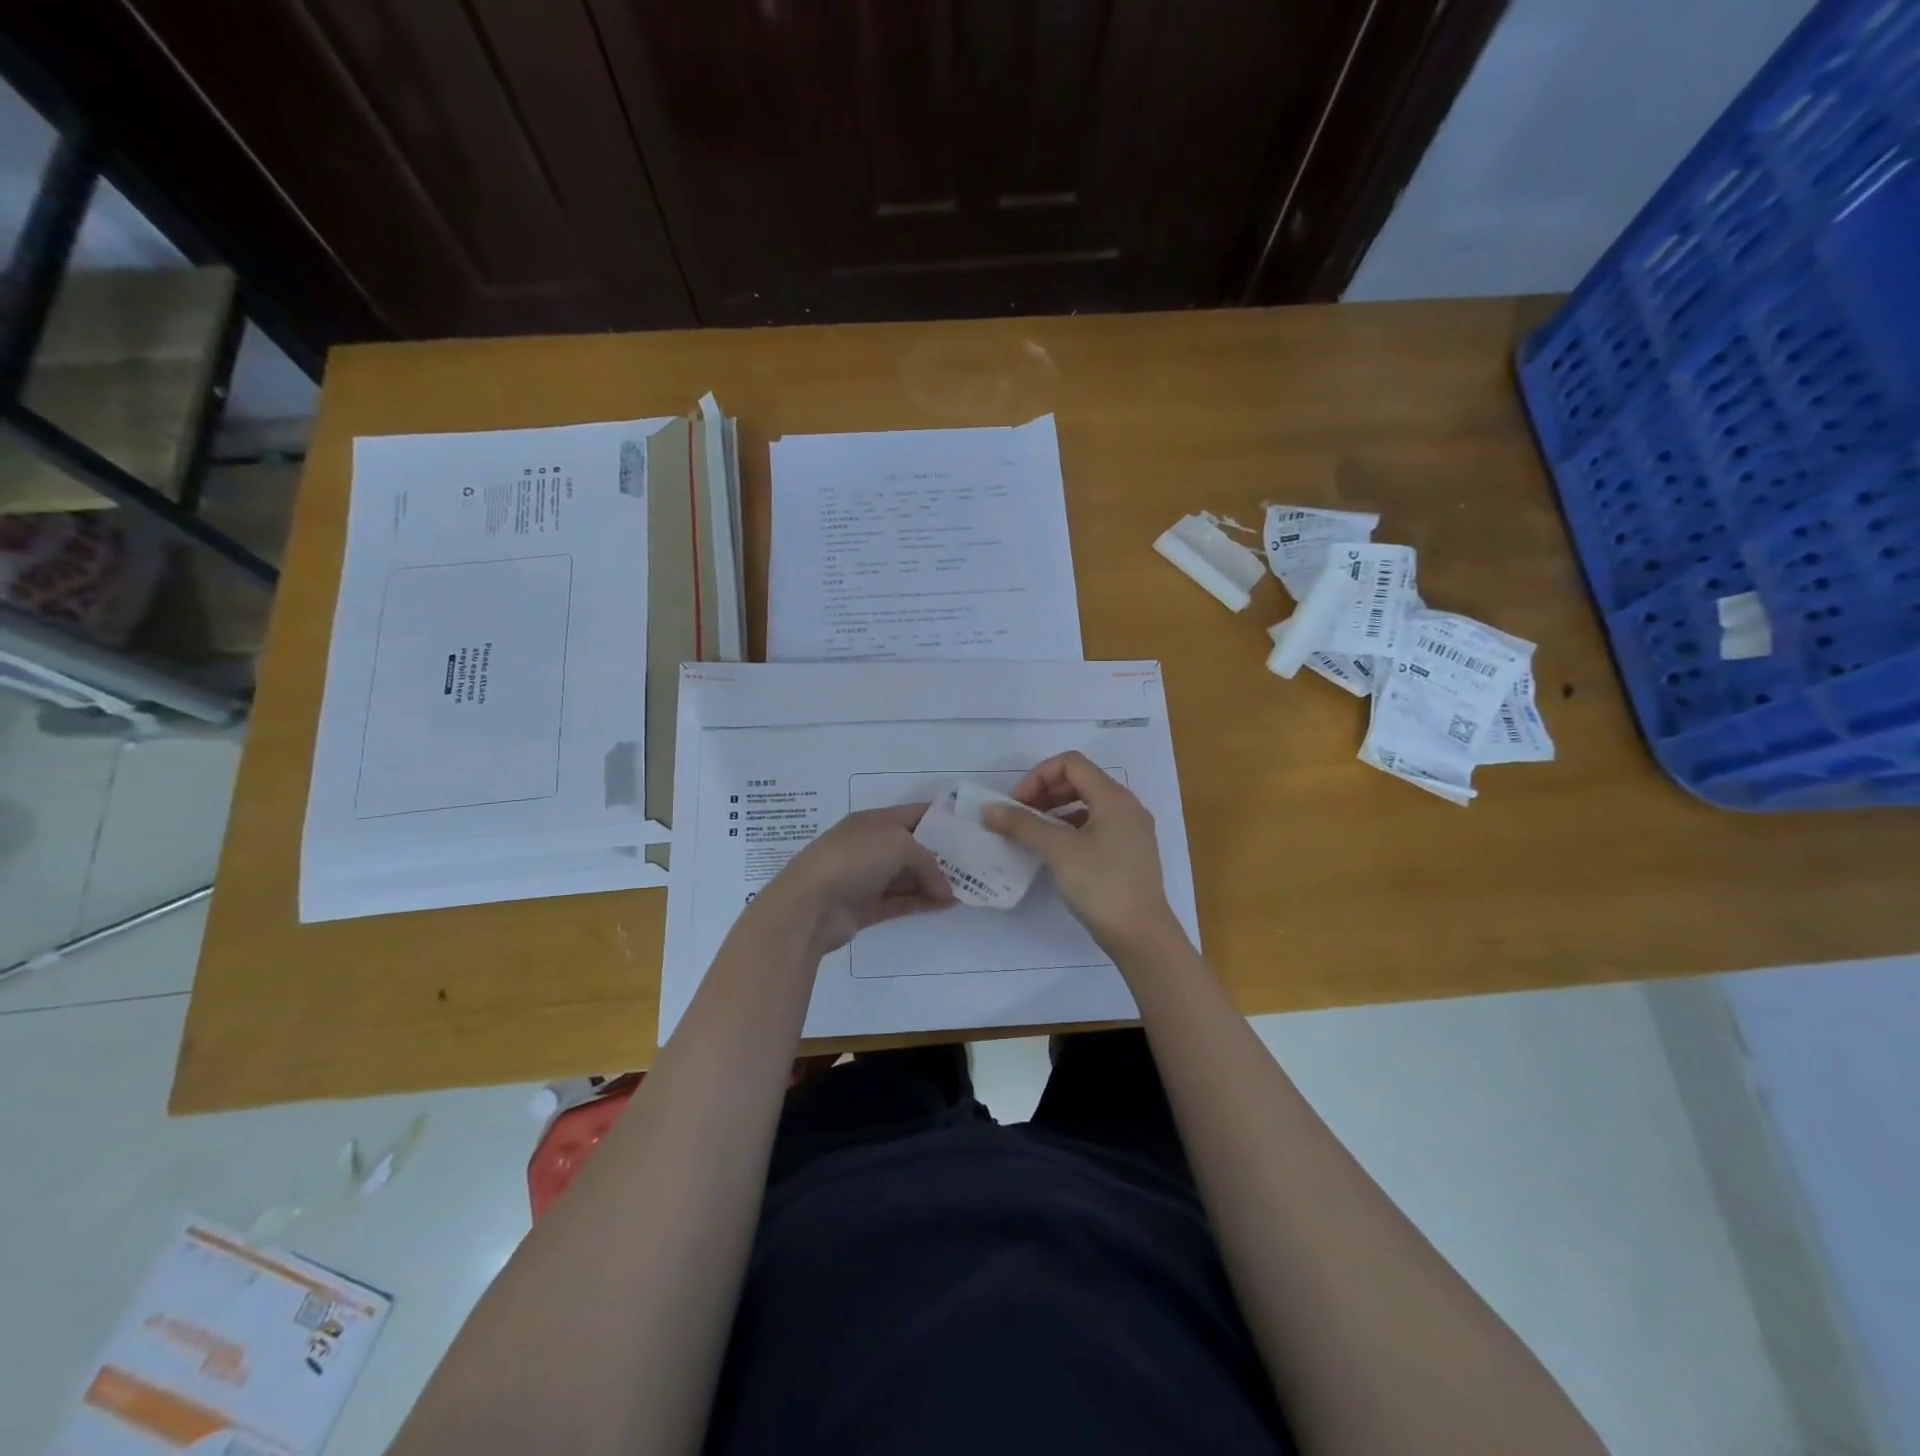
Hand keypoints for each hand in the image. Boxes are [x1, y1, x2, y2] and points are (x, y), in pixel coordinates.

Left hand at [759, 803, 954, 958]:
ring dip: (936, 881)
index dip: (943, 817)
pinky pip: (902, 901)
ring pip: (909, 876)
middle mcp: (871, 846)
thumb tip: (945, 891)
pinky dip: (923, 901)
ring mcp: (867, 877)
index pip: (915, 814)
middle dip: (943, 853)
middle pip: (914, 847)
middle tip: (977, 862)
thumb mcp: (899, 845)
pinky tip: (948, 904)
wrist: (809, 905)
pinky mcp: (866, 907)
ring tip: (969, 887)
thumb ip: (928, 863)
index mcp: (874, 821)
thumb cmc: (854, 859)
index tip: (971, 827)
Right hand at [982, 752, 1181, 957]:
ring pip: (1088, 804)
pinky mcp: (1130, 852)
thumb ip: (1022, 825)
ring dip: (1056, 810)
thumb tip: (988, 810)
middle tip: (1019, 817)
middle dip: (1044, 792)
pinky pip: (1096, 825)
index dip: (1038, 776)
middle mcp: (1127, 806)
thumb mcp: (1058, 851)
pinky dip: (1071, 828)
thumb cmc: (1101, 885)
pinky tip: (1055, 850)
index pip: (1071, 764)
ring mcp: (1131, 830)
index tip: (1016, 804)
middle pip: (1080, 781)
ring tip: (1032, 833)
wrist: (1141, 935)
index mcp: (1114, 797)